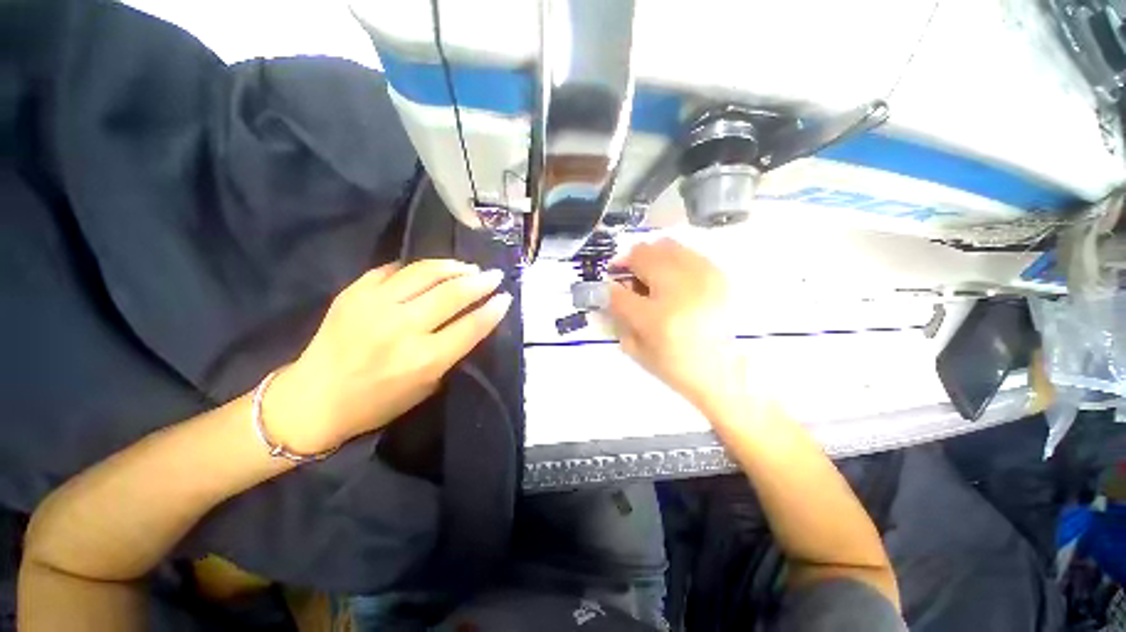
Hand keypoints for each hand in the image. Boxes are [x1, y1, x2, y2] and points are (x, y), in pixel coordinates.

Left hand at [265, 260, 511, 453]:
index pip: (471, 326)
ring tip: (467, 267)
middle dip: (480, 282)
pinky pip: (392, 270)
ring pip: (424, 273)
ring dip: (453, 267)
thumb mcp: (426, 386)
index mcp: (424, 359)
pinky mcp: (354, 293)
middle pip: (452, 294)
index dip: (493, 309)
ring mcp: (375, 306)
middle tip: (493, 276)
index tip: (505, 297)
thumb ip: (451, 352)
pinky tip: (429, 271)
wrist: (313, 399)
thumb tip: (471, 321)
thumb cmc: (377, 403)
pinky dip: (416, 268)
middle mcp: (402, 328)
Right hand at [606, 238, 741, 410]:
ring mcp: (702, 277)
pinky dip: (672, 260)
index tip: (608, 290)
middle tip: (628, 277)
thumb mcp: (638, 351)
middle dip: (627, 264)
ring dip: (649, 258)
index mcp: (656, 319)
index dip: (606, 290)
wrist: (730, 371)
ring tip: (651, 275)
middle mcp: (679, 291)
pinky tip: (674, 278)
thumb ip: (619, 318)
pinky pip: (686, 252)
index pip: (617, 293)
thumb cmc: (679, 367)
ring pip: (664, 245)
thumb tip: (610, 291)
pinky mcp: (718, 274)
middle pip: (641, 255)